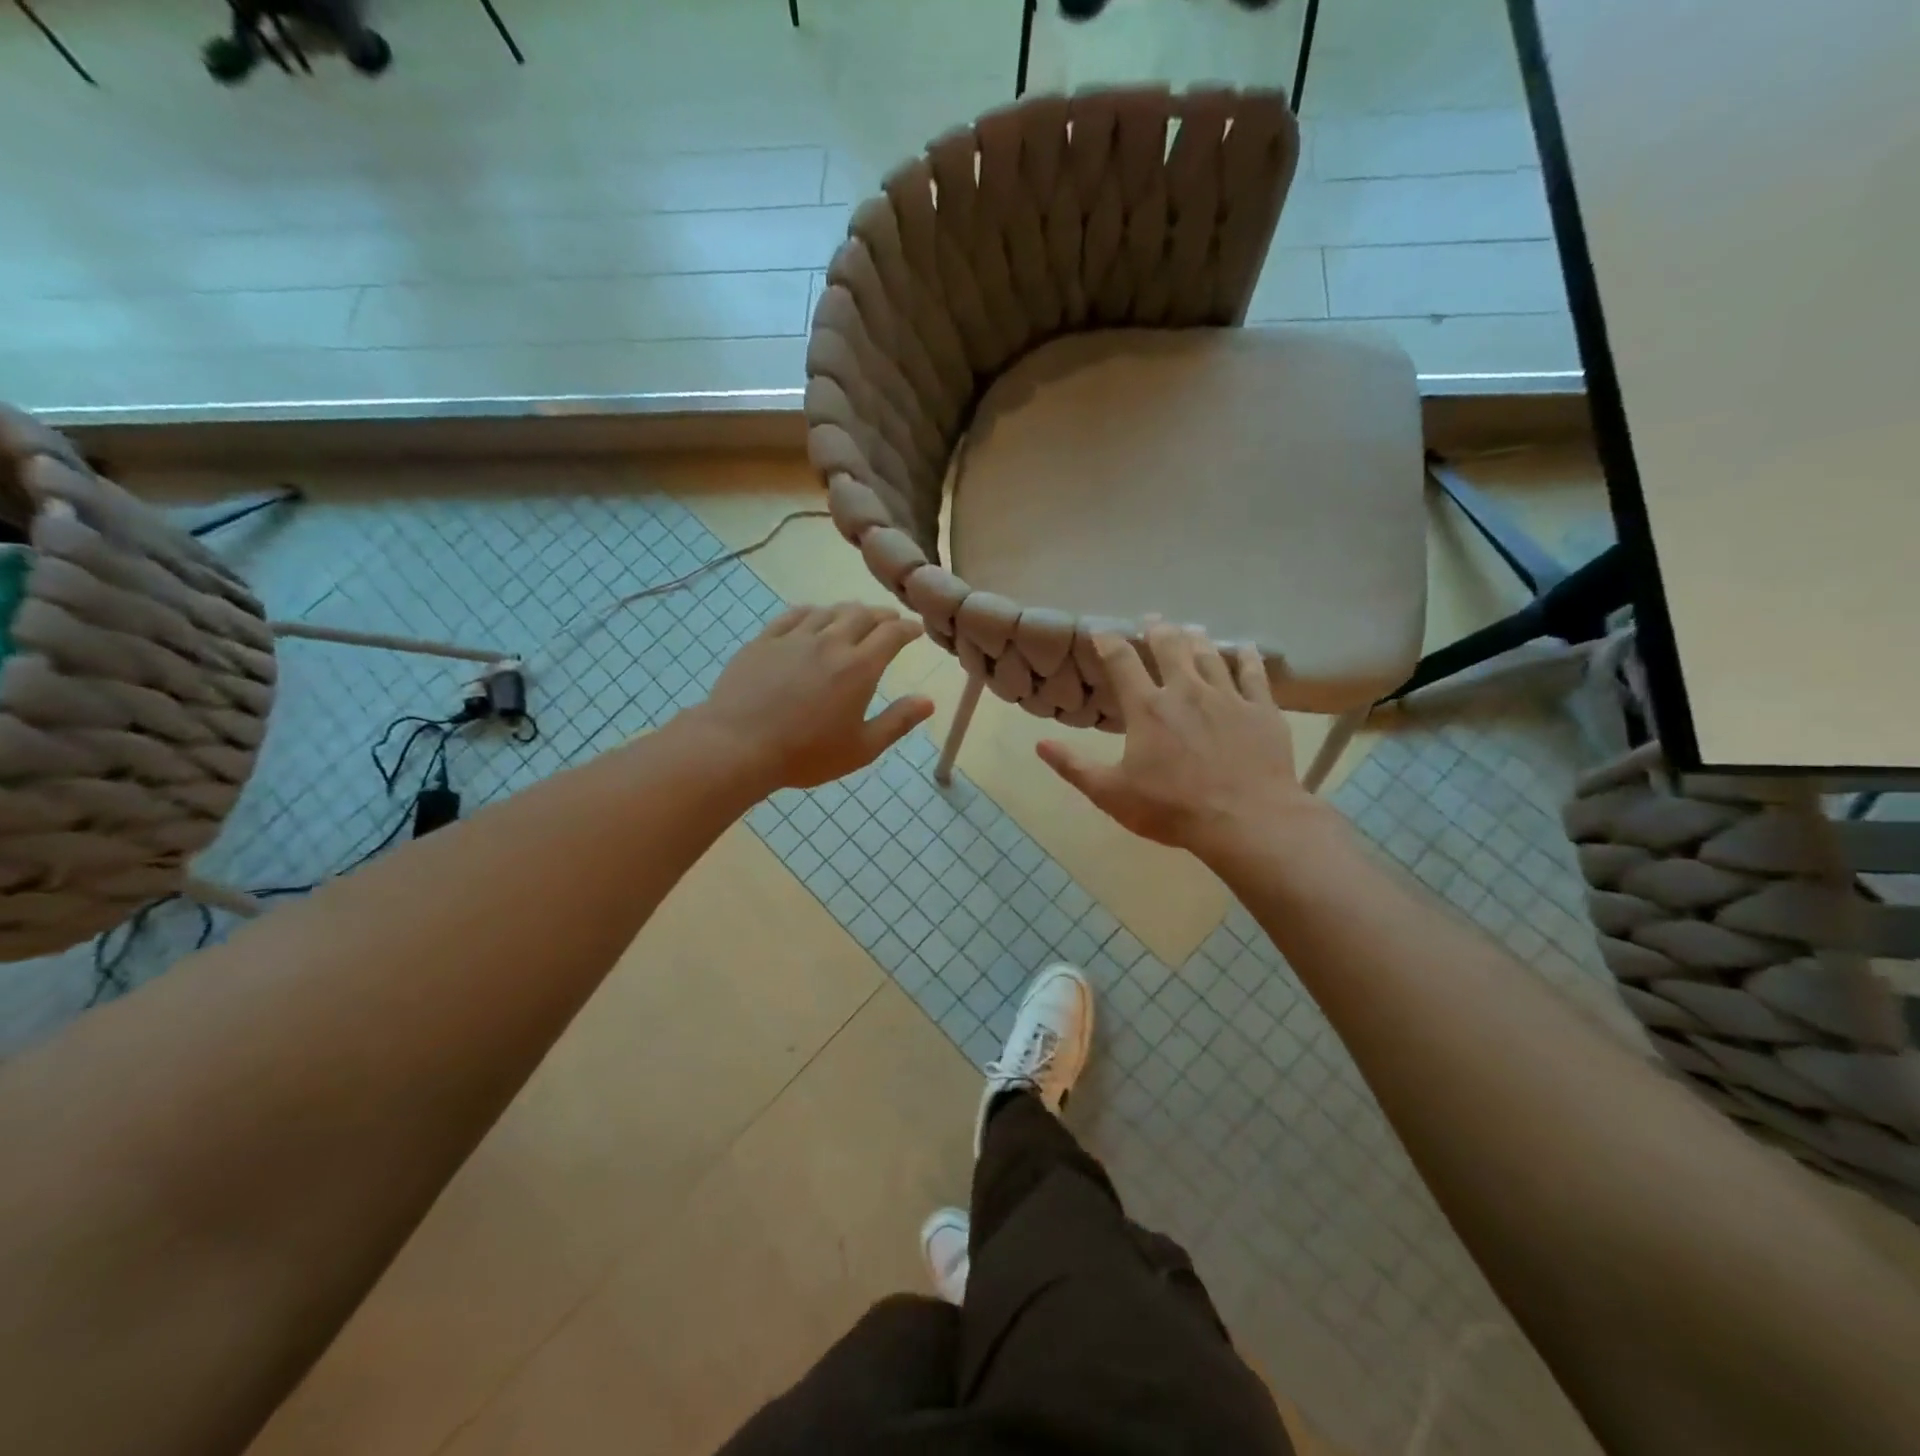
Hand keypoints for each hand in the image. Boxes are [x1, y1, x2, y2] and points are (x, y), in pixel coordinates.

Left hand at [697, 603, 934, 791]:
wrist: (738, 746)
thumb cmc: (806, 754)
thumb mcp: (862, 748)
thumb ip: (898, 722)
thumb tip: (929, 701)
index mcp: (859, 668)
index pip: (892, 634)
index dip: (907, 628)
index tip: (915, 630)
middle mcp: (830, 643)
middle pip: (862, 615)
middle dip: (881, 615)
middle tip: (889, 621)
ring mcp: (795, 638)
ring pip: (829, 611)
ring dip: (848, 611)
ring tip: (854, 617)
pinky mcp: (765, 641)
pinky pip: (794, 616)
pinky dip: (812, 613)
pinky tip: (813, 617)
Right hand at [1035, 620, 1330, 863]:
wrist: (1246, 820)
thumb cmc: (1172, 808)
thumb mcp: (1111, 794)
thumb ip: (1074, 767)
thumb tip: (1040, 744)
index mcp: (1147, 707)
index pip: (1122, 662)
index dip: (1109, 641)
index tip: (1101, 630)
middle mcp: (1186, 690)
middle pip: (1170, 646)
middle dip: (1157, 629)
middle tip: (1151, 619)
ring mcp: (1227, 696)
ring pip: (1210, 654)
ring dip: (1196, 638)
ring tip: (1190, 629)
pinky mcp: (1261, 709)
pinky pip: (1253, 673)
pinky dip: (1246, 657)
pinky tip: (1244, 648)